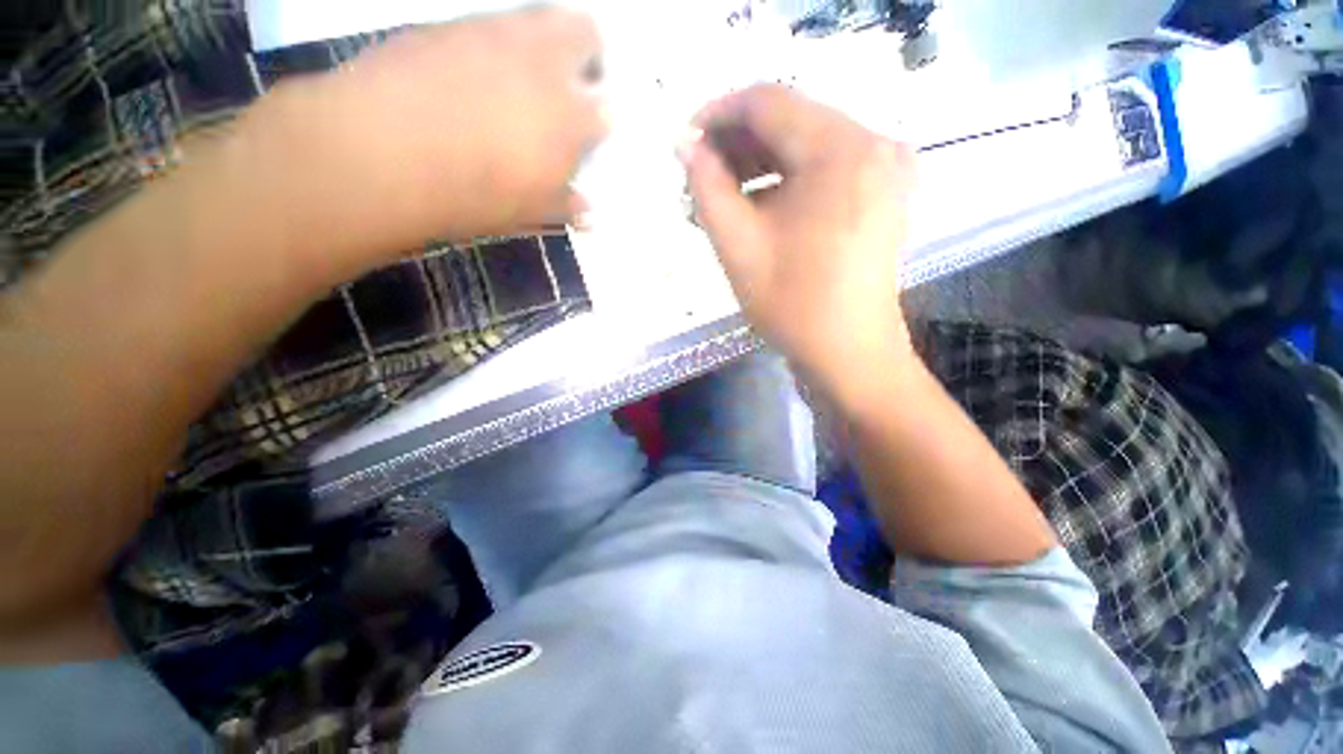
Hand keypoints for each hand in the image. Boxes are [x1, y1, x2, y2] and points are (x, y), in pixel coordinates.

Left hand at [250, 5, 606, 264]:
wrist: (383, 154)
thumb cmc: (472, 195)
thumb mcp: (527, 212)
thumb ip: (565, 206)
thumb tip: (590, 213)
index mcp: (570, 119)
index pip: (607, 110)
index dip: (599, 120)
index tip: (587, 134)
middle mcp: (545, 64)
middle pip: (587, 32)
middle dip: (589, 54)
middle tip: (571, 82)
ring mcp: (497, 32)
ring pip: (543, 14)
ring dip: (547, 38)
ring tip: (527, 72)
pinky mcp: (452, 22)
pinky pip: (491, 20)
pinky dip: (500, 40)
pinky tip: (478, 68)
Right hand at [681, 85, 915, 394]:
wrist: (849, 353)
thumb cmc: (792, 305)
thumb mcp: (738, 244)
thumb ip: (706, 186)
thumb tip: (684, 145)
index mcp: (841, 149)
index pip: (768, 101)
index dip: (718, 113)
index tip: (685, 140)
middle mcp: (874, 143)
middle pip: (792, 119)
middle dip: (739, 142)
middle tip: (701, 174)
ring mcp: (886, 167)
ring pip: (809, 143)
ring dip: (762, 162)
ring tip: (725, 193)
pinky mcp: (885, 191)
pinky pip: (827, 166)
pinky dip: (789, 177)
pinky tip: (761, 203)